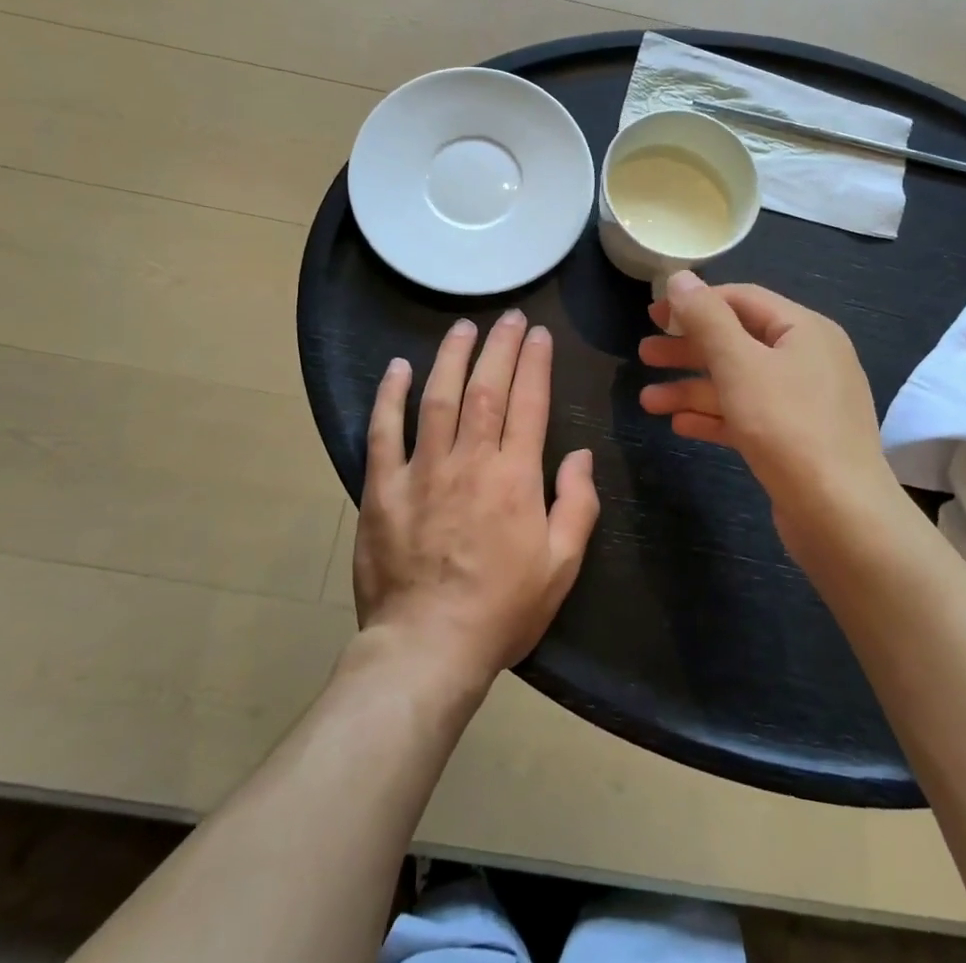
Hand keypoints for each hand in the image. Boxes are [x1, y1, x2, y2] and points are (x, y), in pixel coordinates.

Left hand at [355, 311, 599, 688]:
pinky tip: (399, 367)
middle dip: (500, 346)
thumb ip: (577, 504)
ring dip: (452, 356)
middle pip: (486, 389)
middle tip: (509, 317)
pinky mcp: (383, 488)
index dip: (535, 363)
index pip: (529, 403)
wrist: (427, 648)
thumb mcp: (561, 566)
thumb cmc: (502, 610)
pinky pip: (384, 431)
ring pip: (438, 397)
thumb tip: (582, 455)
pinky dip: (390, 396)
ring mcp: (422, 471)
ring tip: (463, 326)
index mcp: (515, 477)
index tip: (539, 334)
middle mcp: (470, 461)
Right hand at [638, 273, 898, 562]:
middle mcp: (808, 360)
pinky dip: (715, 416)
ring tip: (647, 401)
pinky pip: (748, 416)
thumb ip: (706, 318)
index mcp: (804, 330)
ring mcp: (804, 403)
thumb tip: (680, 277)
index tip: (653, 314)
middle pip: (737, 342)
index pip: (742, 299)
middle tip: (644, 354)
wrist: (841, 516)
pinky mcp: (796, 441)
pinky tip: (680, 425)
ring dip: (692, 388)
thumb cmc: (787, 426)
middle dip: (688, 349)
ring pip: (738, 383)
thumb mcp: (739, 364)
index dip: (695, 302)